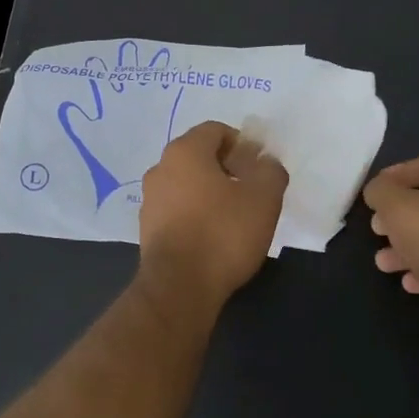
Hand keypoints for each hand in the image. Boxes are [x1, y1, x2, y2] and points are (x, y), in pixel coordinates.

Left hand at [137, 122, 287, 306]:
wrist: (179, 287)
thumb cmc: (223, 233)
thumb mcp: (264, 198)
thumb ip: (270, 170)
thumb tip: (266, 163)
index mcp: (184, 151)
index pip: (216, 130)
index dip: (242, 144)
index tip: (258, 169)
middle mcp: (160, 168)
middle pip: (199, 156)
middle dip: (227, 168)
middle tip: (251, 192)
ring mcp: (150, 199)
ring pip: (187, 184)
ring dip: (211, 192)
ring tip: (235, 218)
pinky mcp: (147, 228)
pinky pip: (177, 209)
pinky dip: (196, 214)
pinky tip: (214, 237)